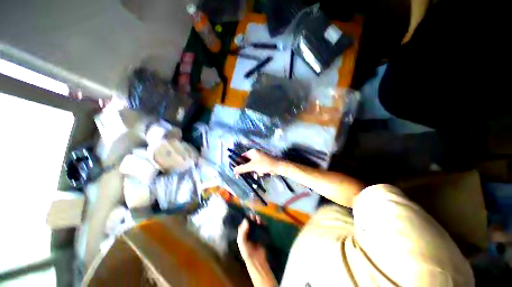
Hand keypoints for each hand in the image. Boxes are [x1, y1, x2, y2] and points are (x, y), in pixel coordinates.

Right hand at [233, 149, 279, 175]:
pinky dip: (257, 171)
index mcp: (252, 152)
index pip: (241, 157)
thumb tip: (233, 170)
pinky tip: (259, 175)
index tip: (236, 171)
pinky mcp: (263, 163)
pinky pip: (256, 167)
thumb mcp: (252, 166)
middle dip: (245, 169)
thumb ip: (242, 168)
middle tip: (242, 176)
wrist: (278, 167)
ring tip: (255, 175)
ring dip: (252, 171)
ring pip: (251, 166)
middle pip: (246, 162)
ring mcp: (259, 159)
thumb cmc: (264, 164)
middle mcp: (255, 154)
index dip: (238, 163)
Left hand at [237, 216, 266, 263]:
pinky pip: (261, 228)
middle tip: (254, 216)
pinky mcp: (261, 235)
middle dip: (252, 219)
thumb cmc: (247, 251)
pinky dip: (262, 224)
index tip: (249, 214)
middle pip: (250, 223)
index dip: (246, 219)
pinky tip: (262, 222)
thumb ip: (243, 231)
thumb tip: (246, 220)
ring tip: (259, 218)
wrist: (256, 259)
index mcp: (242, 234)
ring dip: (257, 221)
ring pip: (256, 225)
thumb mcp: (242, 241)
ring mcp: (255, 234)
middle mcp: (248, 233)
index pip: (244, 224)